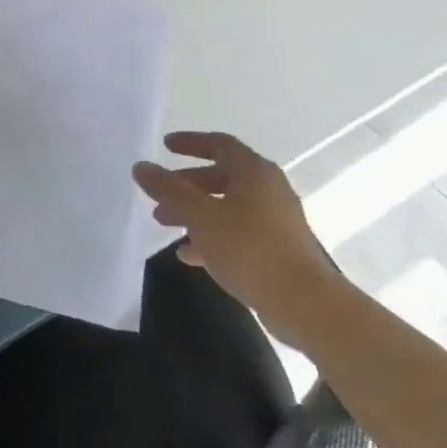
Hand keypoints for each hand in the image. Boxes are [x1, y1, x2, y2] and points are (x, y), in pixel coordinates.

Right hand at [132, 131, 349, 349]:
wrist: (305, 304)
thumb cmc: (250, 248)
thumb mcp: (200, 215)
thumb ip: (168, 189)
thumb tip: (141, 166)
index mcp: (255, 173)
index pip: (220, 144)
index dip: (190, 142)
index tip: (165, 146)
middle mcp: (268, 191)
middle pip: (221, 177)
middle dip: (186, 184)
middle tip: (159, 196)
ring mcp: (275, 222)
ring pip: (226, 207)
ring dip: (194, 212)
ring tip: (165, 225)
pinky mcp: (276, 250)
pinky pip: (237, 233)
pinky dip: (211, 237)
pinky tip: (188, 255)